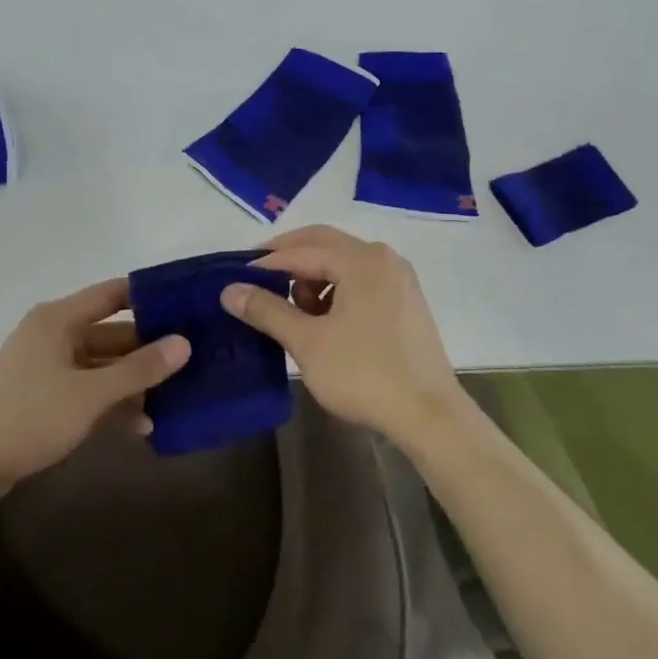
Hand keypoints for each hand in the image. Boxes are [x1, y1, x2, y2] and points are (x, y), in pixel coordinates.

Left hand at [0, 278, 189, 506]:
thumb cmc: (29, 417)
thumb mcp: (90, 394)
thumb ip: (139, 369)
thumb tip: (184, 343)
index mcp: (59, 319)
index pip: (113, 294)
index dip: (150, 297)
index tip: (189, 307)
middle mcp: (53, 335)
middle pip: (111, 333)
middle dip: (149, 350)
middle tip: (193, 361)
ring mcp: (46, 367)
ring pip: (101, 365)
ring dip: (133, 383)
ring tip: (174, 401)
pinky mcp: (43, 396)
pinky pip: (87, 389)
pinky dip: (111, 402)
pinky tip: (141, 426)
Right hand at [221, 225, 464, 443]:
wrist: (428, 414)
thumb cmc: (363, 374)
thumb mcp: (307, 342)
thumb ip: (267, 310)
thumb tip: (229, 289)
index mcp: (361, 260)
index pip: (300, 251)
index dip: (264, 263)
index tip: (235, 278)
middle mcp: (383, 258)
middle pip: (324, 244)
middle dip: (288, 258)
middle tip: (255, 277)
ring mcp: (399, 279)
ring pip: (344, 262)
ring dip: (312, 276)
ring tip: (292, 308)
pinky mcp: (406, 301)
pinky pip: (361, 280)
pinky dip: (335, 289)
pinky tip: (323, 319)